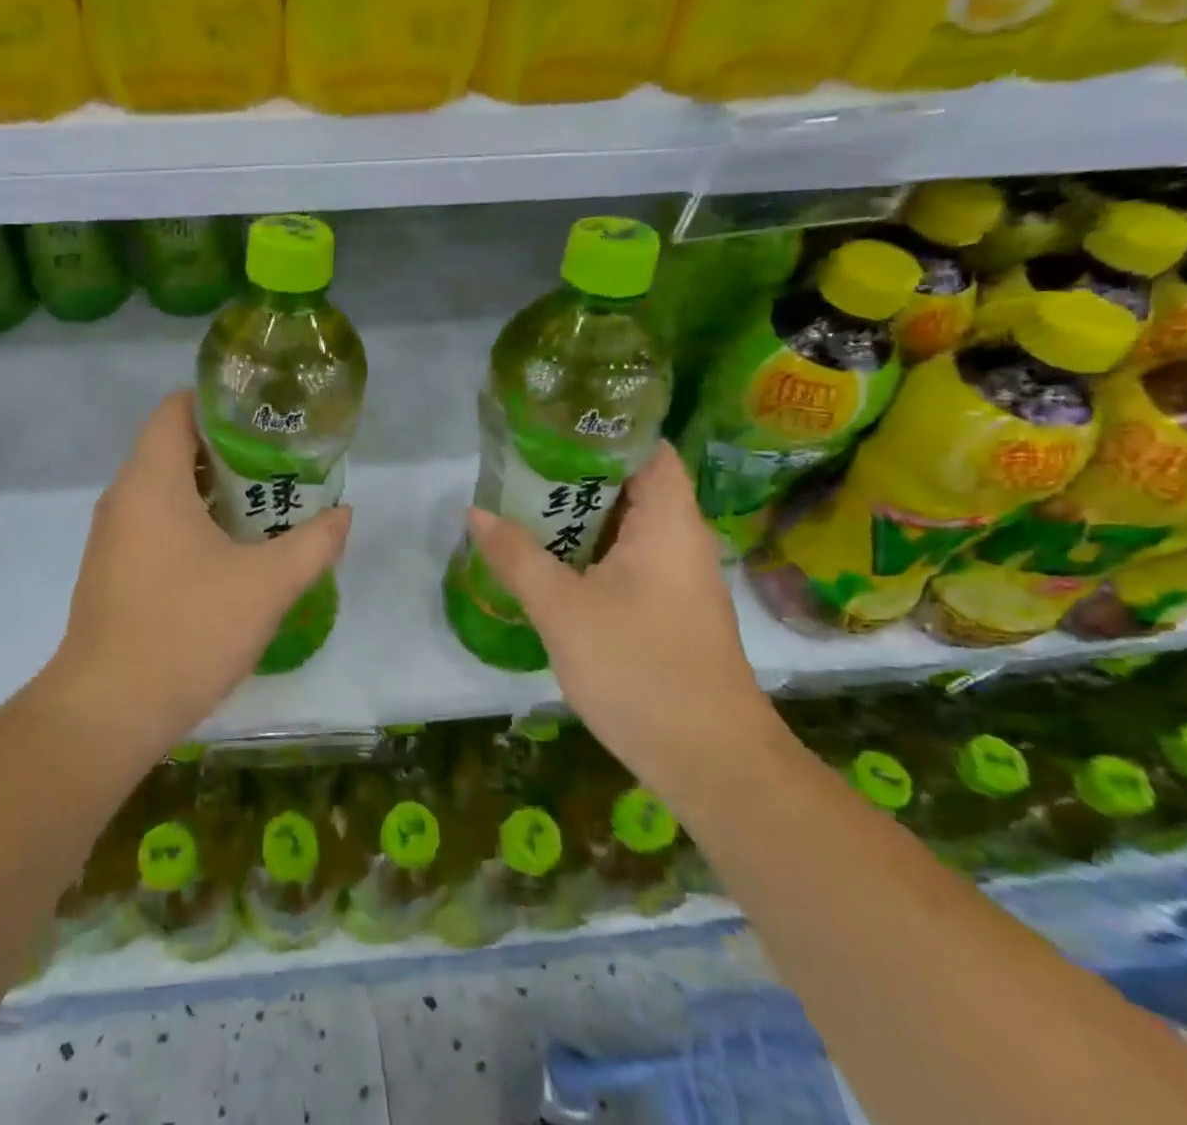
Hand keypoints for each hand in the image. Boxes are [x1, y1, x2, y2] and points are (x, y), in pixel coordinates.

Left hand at [40, 391, 351, 759]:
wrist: (109, 710)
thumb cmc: (188, 630)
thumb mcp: (267, 585)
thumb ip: (313, 544)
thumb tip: (343, 514)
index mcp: (152, 480)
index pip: (178, 407)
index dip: (223, 402)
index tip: (266, 418)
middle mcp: (124, 495)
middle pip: (174, 444)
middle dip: (228, 448)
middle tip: (279, 461)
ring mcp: (113, 533)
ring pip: (165, 485)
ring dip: (212, 487)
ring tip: (264, 502)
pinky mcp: (112, 566)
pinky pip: (154, 519)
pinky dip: (191, 517)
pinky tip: (229, 548)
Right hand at [467, 442, 778, 791]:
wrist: (711, 762)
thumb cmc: (640, 670)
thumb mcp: (563, 610)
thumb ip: (517, 556)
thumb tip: (475, 512)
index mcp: (669, 522)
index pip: (647, 448)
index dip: (603, 429)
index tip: (550, 424)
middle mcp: (681, 539)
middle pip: (631, 483)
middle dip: (575, 471)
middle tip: (518, 464)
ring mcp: (678, 576)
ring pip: (626, 524)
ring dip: (578, 513)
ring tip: (522, 502)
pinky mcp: (669, 608)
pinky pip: (627, 557)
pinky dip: (590, 548)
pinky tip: (549, 557)